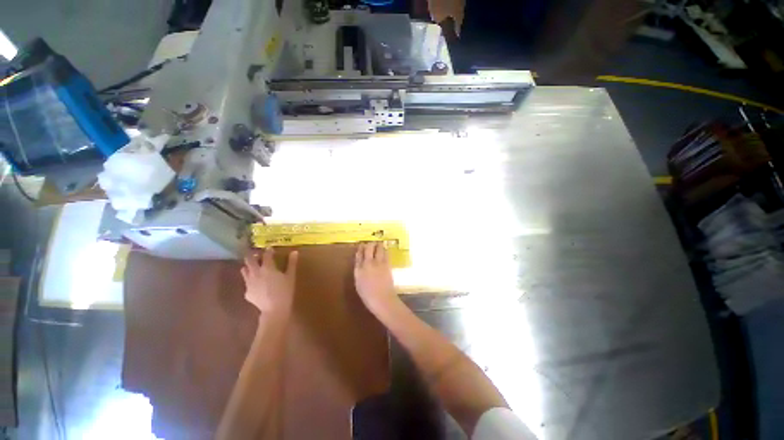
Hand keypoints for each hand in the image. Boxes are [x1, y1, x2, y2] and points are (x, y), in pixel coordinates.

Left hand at [241, 248, 297, 314]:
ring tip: (254, 267)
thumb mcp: (290, 276)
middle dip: (253, 256)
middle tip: (258, 255)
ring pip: (244, 270)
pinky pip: (246, 282)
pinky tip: (256, 283)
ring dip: (249, 266)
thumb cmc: (285, 291)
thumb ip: (291, 263)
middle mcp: (255, 273)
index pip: (266, 255)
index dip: (268, 251)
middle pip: (249, 260)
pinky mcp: (247, 292)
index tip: (271, 248)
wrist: (274, 309)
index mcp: (267, 268)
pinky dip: (250, 279)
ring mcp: (249, 282)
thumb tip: (294, 252)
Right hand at [354, 242, 398, 313]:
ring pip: (378, 248)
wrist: (382, 299)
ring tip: (378, 244)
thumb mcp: (359, 284)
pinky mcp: (387, 264)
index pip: (358, 255)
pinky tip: (385, 250)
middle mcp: (368, 263)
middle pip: (368, 248)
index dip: (360, 249)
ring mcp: (378, 263)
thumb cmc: (368, 296)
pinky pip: (386, 253)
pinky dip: (385, 250)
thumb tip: (361, 265)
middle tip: (371, 243)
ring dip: (378, 245)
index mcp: (358, 269)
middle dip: (369, 244)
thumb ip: (359, 272)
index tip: (361, 245)